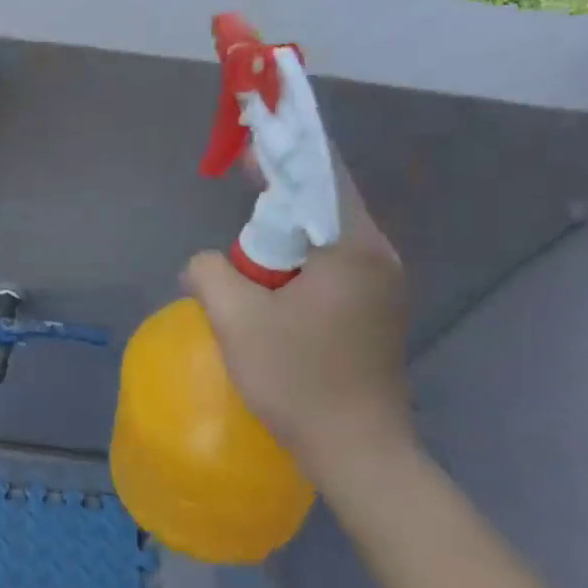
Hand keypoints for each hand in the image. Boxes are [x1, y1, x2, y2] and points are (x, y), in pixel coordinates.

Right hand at [182, 160, 412, 482]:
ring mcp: (384, 285)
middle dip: (280, 194)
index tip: (250, 137)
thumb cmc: (298, 379)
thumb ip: (209, 272)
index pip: (321, 175)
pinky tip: (271, 282)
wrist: (356, 450)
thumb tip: (204, 263)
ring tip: (249, 249)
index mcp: (354, 249)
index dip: (284, 151)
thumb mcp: (236, 320)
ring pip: (328, 236)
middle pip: (326, 203)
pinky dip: (300, 258)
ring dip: (287, 233)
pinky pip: (334, 264)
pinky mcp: (376, 310)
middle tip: (239, 191)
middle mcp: (379, 256)